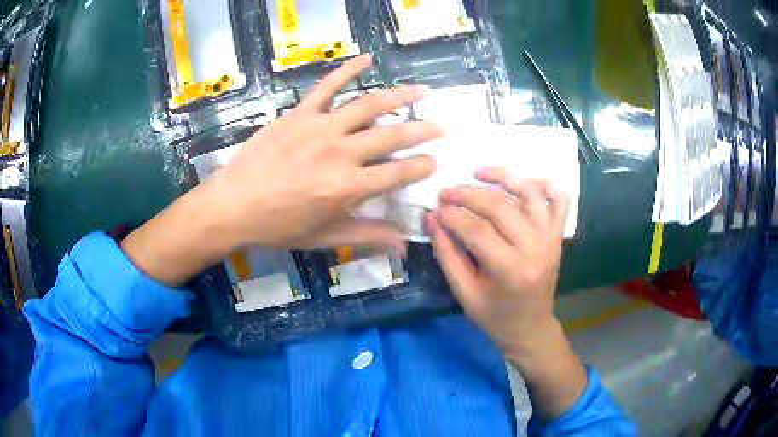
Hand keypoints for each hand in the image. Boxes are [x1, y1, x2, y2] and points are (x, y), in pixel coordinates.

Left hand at [121, 55, 442, 285]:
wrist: (233, 206)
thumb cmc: (278, 226)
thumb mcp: (324, 237)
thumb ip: (367, 235)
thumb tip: (405, 244)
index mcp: (348, 187)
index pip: (398, 174)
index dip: (421, 167)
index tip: (435, 162)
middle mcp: (340, 153)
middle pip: (391, 137)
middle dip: (421, 131)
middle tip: (439, 127)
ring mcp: (319, 128)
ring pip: (368, 106)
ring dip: (399, 97)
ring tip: (421, 91)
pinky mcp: (299, 115)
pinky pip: (327, 87)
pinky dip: (347, 70)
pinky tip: (367, 59)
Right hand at [428, 167, 567, 353]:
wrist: (530, 327)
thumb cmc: (494, 316)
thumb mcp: (464, 292)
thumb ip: (447, 254)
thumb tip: (432, 218)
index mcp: (510, 270)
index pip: (477, 230)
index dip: (452, 214)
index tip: (434, 207)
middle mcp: (535, 248)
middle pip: (500, 206)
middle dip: (468, 194)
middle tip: (446, 192)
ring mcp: (550, 238)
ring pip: (529, 193)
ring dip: (503, 177)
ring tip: (478, 172)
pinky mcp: (558, 235)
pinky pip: (558, 200)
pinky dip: (544, 184)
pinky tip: (523, 181)